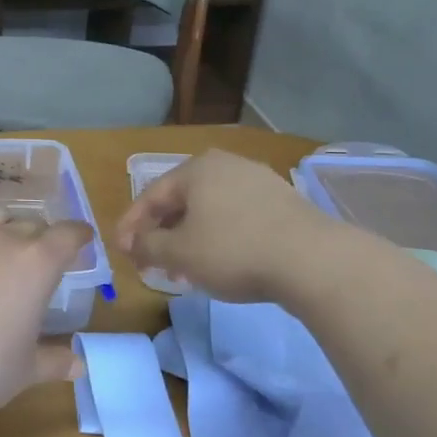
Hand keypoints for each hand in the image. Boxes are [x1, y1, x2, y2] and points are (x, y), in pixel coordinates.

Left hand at [0, 210, 93, 419]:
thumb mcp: (24, 370)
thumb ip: (53, 362)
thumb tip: (79, 366)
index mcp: (37, 263)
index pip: (68, 235)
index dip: (79, 235)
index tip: (84, 238)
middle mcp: (3, 239)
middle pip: (32, 223)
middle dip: (42, 236)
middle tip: (43, 256)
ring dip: (6, 227)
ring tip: (4, 245)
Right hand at [116, 149, 345, 304]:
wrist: (313, 261)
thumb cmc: (234, 250)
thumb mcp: (179, 254)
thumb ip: (147, 246)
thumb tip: (133, 244)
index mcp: (196, 169)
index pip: (151, 196)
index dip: (131, 226)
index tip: (123, 253)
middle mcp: (226, 165)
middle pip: (181, 201)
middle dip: (162, 234)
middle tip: (152, 264)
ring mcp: (259, 181)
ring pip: (210, 210)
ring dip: (191, 239)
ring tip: (185, 271)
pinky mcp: (284, 202)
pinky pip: (237, 217)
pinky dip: (220, 237)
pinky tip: (221, 263)